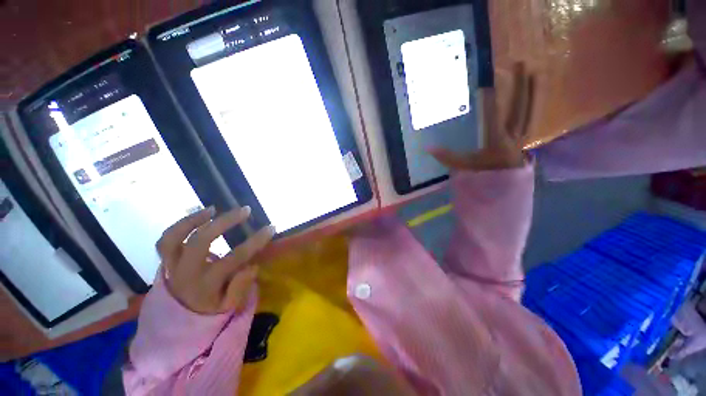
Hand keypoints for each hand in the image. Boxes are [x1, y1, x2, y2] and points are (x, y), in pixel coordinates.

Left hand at [156, 206, 274, 314]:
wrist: (175, 323)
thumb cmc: (208, 312)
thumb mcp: (229, 307)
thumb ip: (241, 287)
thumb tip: (252, 265)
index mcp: (205, 286)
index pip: (234, 258)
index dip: (255, 241)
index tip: (271, 228)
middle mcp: (186, 272)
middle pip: (201, 241)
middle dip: (225, 222)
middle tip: (245, 211)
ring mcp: (172, 265)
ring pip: (174, 237)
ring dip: (194, 219)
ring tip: (214, 209)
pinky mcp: (166, 261)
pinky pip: (167, 240)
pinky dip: (181, 225)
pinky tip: (200, 216)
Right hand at [428, 63, 534, 170]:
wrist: (503, 191)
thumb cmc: (483, 178)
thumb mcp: (463, 168)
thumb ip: (447, 157)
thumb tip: (428, 147)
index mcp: (497, 142)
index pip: (493, 117)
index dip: (489, 101)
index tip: (485, 84)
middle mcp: (513, 137)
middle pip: (519, 108)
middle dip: (521, 87)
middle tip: (523, 64)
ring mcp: (521, 138)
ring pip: (529, 113)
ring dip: (532, 94)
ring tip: (535, 75)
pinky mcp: (523, 142)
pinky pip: (529, 121)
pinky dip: (532, 108)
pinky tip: (532, 100)